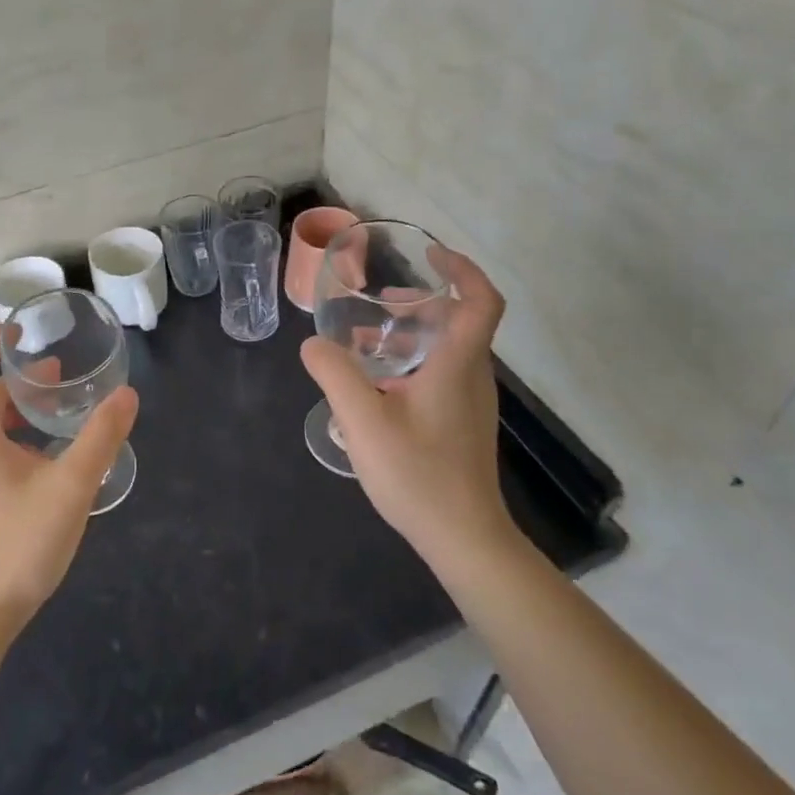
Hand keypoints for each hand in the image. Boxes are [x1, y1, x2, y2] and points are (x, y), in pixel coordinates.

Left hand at [0, 325, 138, 635]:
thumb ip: (101, 438)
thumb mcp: (70, 487)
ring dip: (20, 415)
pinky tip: (51, 465)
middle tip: (61, 377)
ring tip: (62, 416)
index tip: (17, 332)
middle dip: (18, 382)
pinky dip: (17, 444)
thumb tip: (127, 395)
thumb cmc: (16, 544)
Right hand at [300, 249, 516, 576]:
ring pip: (448, 351)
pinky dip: (412, 364)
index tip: (432, 255)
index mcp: (457, 366)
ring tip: (365, 342)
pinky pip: (441, 376)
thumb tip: (313, 344)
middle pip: (460, 322)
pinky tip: (375, 390)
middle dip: (423, 303)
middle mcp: (472, 378)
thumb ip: (335, 376)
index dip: (463, 270)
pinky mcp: (462, 425)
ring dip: (413, 335)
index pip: (481, 302)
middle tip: (380, 303)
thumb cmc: (418, 474)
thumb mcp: (363, 421)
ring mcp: (470, 404)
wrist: (464, 539)